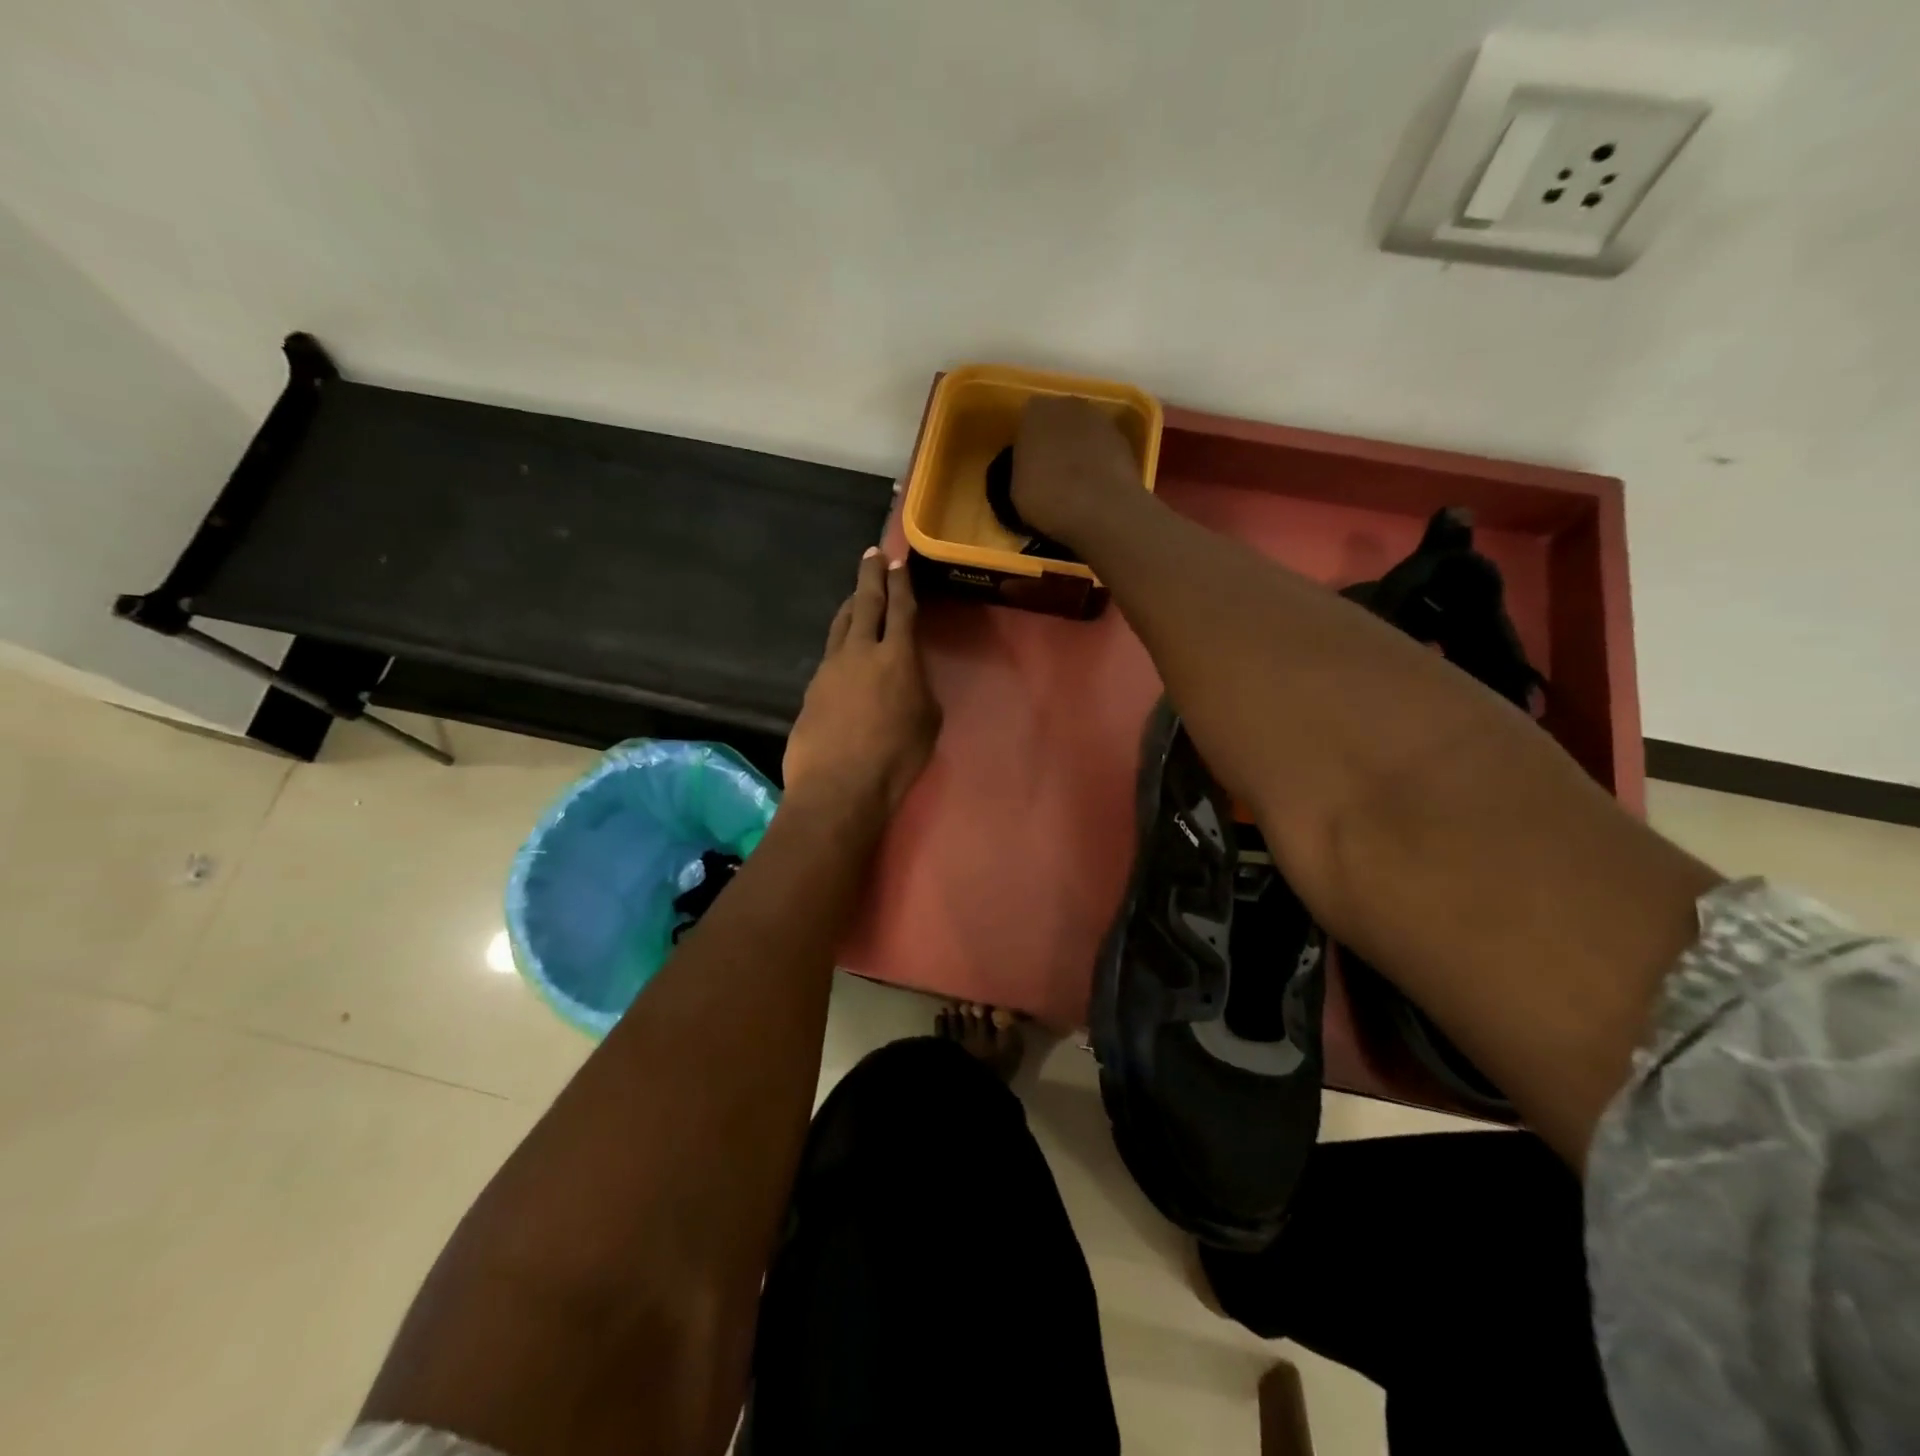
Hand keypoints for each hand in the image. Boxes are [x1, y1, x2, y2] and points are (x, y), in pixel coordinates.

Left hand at [783, 549, 940, 818]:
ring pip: (841, 624)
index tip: (897, 561)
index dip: (900, 583)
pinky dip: (840, 642)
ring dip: (851, 605)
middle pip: (864, 603)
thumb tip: (908, 679)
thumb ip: (919, 689)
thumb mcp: (927, 722)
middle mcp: (860, 651)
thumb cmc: (895, 758)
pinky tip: (844, 650)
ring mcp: (831, 668)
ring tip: (857, 596)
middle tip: (873, 555)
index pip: (900, 608)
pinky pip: (830, 654)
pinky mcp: (813, 688)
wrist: (838, 786)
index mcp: (897, 656)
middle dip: (870, 576)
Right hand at [1011, 395, 1143, 544]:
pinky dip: (1099, 463)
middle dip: (1054, 442)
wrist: (1105, 509)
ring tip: (1074, 484)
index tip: (1026, 467)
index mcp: (1036, 412)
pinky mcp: (1125, 441)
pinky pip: (1103, 450)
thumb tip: (1030, 471)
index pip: (1026, 420)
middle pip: (1057, 421)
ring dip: (1078, 451)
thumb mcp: (1016, 491)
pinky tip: (1094, 489)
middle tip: (1049, 473)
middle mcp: (1069, 405)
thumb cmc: (1050, 498)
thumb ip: (1021, 470)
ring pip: (1082, 434)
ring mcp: (1101, 420)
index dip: (1026, 444)